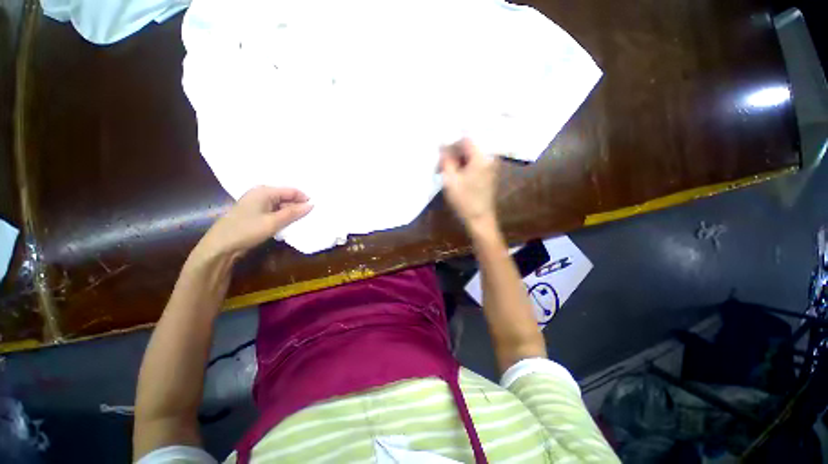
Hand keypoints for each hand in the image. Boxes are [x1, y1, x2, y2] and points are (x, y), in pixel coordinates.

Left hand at [195, 186, 311, 262]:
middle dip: (298, 206)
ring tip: (302, 221)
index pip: (291, 191)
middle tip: (310, 216)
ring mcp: (256, 203)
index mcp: (265, 191)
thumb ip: (294, 213)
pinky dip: (282, 216)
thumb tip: (311, 205)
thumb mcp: (274, 222)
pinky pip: (274, 211)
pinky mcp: (254, 213)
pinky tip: (288, 223)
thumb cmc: (247, 230)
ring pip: (280, 205)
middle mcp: (260, 194)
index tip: (316, 208)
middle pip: (286, 197)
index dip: (304, 199)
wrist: (221, 246)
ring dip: (291, 212)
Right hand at [439, 139, 497, 232]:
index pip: (465, 139)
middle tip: (441, 166)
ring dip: (457, 161)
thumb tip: (442, 144)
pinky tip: (455, 176)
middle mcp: (489, 158)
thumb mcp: (450, 180)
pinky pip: (474, 163)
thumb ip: (446, 160)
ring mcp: (490, 166)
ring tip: (446, 172)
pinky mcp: (488, 173)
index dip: (451, 144)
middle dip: (453, 154)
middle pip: (468, 147)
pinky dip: (463, 166)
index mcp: (481, 157)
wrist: (480, 219)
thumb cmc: (465, 200)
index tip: (440, 156)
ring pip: (470, 156)